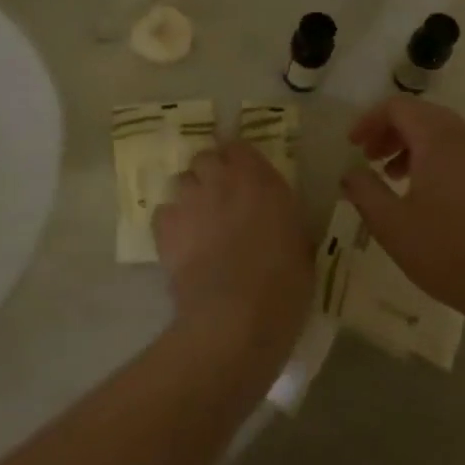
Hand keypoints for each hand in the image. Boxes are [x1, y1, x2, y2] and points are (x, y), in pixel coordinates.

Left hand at [154, 141, 313, 366]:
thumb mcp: (301, 245)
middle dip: (210, 173)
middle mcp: (223, 180)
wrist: (236, 317)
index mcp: (261, 180)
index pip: (240, 147)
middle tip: (218, 199)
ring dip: (190, 196)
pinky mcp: (165, 226)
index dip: (238, 161)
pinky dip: (170, 223)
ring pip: (182, 182)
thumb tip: (276, 217)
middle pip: (205, 158)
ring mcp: (190, 200)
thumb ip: (284, 218)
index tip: (243, 178)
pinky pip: (163, 213)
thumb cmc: (283, 286)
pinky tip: (180, 244)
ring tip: (197, 223)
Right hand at [342, 98, 464, 326]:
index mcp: (439, 138)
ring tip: (398, 180)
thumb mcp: (392, 225)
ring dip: (416, 148)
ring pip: (447, 135)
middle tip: (371, 159)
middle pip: (423, 116)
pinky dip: (442, 161)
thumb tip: (351, 172)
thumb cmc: (449, 252)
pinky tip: (435, 199)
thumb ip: (364, 191)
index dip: (370, 120)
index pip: (398, 107)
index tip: (353, 145)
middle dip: (392, 133)